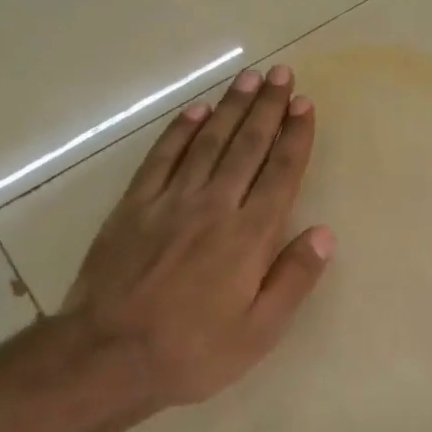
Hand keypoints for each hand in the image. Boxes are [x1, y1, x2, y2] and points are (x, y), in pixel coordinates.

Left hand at [55, 64, 334, 417]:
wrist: (107, 356)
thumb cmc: (192, 351)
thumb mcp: (259, 331)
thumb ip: (293, 279)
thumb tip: (324, 233)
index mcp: (249, 236)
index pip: (280, 173)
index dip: (295, 137)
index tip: (305, 105)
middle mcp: (214, 206)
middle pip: (247, 146)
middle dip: (268, 108)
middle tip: (282, 74)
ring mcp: (170, 201)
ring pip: (208, 142)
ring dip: (231, 108)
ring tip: (249, 79)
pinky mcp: (134, 206)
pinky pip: (161, 157)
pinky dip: (180, 130)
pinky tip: (196, 111)